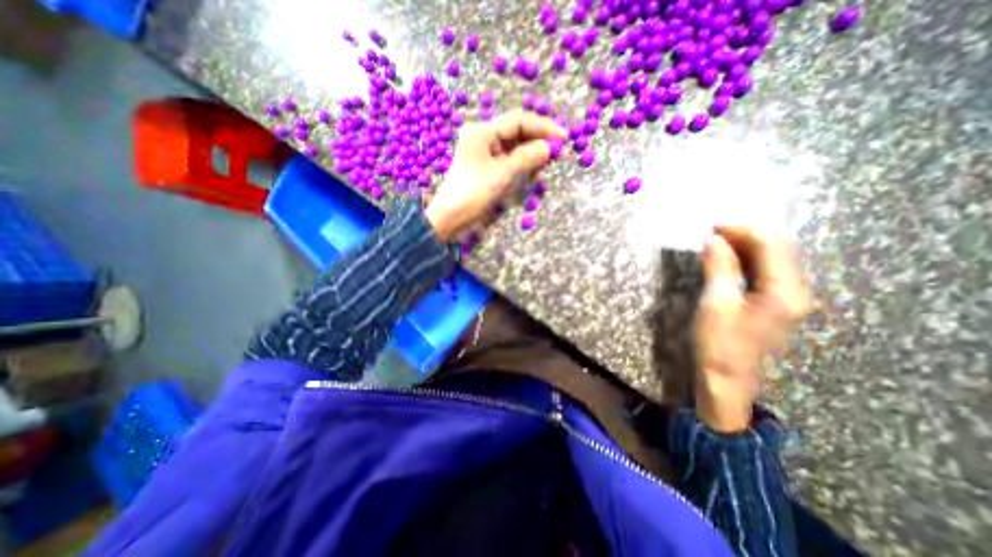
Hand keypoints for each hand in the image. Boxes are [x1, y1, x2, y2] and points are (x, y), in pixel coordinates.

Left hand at [426, 108, 564, 240]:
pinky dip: (522, 162)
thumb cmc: (472, 193)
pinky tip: (534, 168)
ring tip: (549, 160)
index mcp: (483, 131)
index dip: (543, 127)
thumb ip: (526, 158)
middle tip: (560, 150)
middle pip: (517, 131)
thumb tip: (548, 147)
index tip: (564, 137)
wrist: (449, 217)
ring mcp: (483, 152)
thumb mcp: (501, 174)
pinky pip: (508, 159)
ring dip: (532, 151)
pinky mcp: (485, 167)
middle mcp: (483, 137)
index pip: (519, 120)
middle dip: (538, 139)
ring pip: (514, 145)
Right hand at [692, 224, 808, 431]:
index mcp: (786, 291)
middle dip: (744, 236)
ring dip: (743, 248)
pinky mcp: (770, 305)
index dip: (743, 231)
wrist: (725, 379)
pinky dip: (743, 262)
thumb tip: (713, 240)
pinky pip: (762, 274)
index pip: (772, 246)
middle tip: (711, 233)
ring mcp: (784, 300)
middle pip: (776, 251)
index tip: (712, 227)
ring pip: (769, 261)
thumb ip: (719, 267)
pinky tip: (726, 260)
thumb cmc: (720, 342)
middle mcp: (794, 292)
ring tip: (715, 242)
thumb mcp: (716, 302)